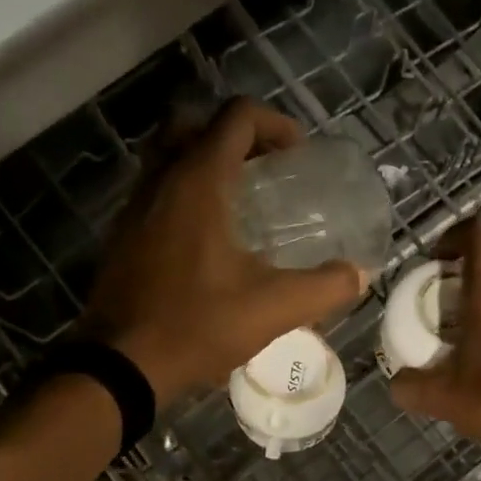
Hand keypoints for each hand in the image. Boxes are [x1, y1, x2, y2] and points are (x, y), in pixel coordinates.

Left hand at [81, 99, 365, 399]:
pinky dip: (186, 193)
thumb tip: (358, 275)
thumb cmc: (198, 324)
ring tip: (242, 201)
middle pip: (194, 122)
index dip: (275, 124)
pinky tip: (210, 239)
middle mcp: (162, 179)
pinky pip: (157, 190)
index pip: (237, 117)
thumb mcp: (273, 308)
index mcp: (199, 181)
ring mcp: (135, 206)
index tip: (298, 156)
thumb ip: (324, 288)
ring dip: (206, 161)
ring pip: (169, 155)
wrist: (122, 363)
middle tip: (265, 167)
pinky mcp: (124, 235)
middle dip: (235, 133)